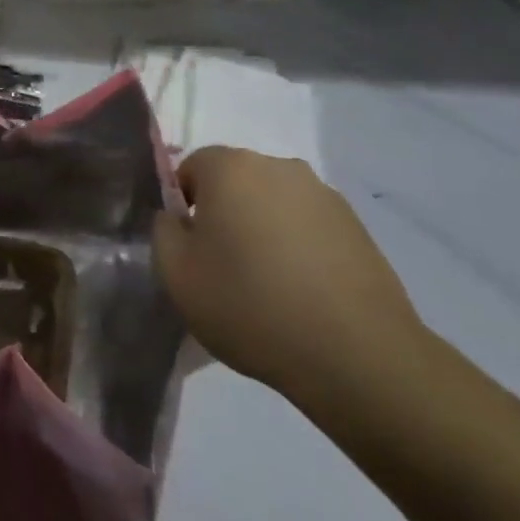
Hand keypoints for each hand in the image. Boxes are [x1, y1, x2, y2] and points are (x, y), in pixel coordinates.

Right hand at [153, 146, 424, 402]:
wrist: (354, 353)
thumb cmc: (249, 305)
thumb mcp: (176, 275)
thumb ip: (163, 233)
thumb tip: (176, 218)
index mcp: (231, 168)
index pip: (191, 167)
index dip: (182, 206)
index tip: (188, 248)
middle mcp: (279, 167)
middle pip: (235, 182)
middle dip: (223, 214)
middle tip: (221, 267)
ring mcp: (324, 194)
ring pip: (273, 204)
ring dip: (261, 230)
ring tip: (265, 285)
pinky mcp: (356, 226)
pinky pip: (307, 226)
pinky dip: (296, 248)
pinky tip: (300, 293)